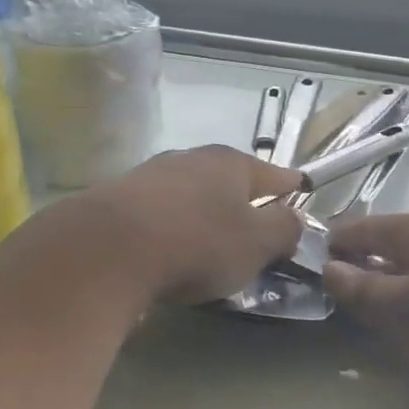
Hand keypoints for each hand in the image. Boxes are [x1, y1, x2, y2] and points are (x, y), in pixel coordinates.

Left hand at [83, 146, 304, 304]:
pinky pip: (158, 211)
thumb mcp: (256, 244)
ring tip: (208, 240)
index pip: (272, 173)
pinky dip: (169, 225)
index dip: (289, 184)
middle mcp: (190, 158)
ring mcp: (150, 175)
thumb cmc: (197, 242)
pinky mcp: (117, 199)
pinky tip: (167, 246)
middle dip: (242, 199)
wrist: (107, 249)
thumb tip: (293, 218)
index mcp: (230, 163)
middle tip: (253, 225)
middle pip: (227, 179)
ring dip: (202, 211)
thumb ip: (283, 229)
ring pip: (189, 192)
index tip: (300, 188)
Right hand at [323, 211, 408, 398]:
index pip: (357, 229)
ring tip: (387, 336)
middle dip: (364, 281)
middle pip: (390, 251)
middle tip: (344, 319)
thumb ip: (361, 290)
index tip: (302, 278)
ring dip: (399, 301)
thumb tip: (328, 267)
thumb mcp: (406, 311)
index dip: (327, 250)